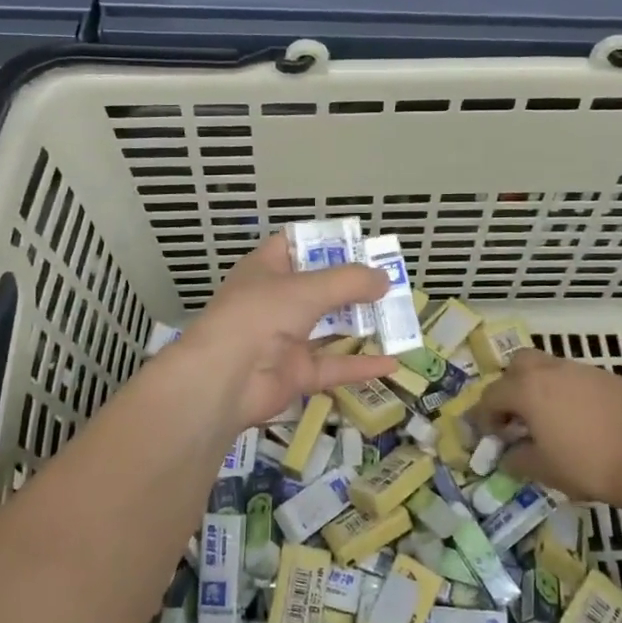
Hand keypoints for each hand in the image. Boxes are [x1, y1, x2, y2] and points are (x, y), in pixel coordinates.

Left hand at [171, 235, 401, 429]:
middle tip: (390, 283)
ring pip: (328, 328)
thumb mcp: (307, 289)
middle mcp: (274, 301)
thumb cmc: (260, 315)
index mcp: (266, 269)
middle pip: (318, 288)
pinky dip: (360, 365)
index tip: (361, 245)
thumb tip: (385, 279)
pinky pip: (333, 366)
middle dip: (353, 287)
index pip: (295, 245)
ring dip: (360, 324)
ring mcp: (283, 339)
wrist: (223, 379)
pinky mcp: (294, 374)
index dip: (325, 242)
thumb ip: (349, 282)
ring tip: (397, 318)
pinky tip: (393, 363)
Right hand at [477, 349, 621, 504]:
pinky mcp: (611, 378)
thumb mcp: (543, 470)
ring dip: (543, 388)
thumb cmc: (587, 465)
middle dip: (511, 385)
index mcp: (528, 389)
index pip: (492, 395)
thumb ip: (517, 459)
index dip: (485, 417)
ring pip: (551, 368)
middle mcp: (552, 370)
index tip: (492, 437)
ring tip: (553, 420)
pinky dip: (573, 394)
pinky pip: (580, 380)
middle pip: (519, 363)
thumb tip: (508, 455)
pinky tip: (586, 422)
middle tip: (519, 415)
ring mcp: (583, 370)